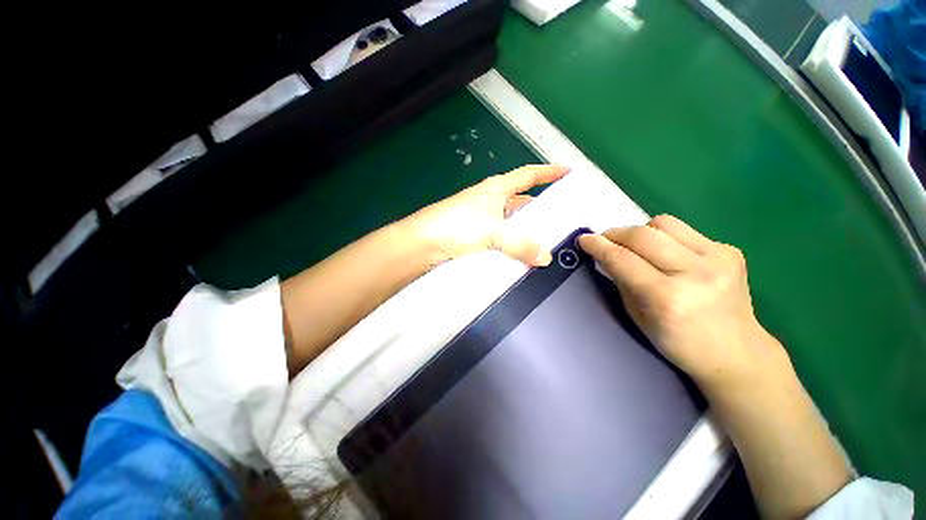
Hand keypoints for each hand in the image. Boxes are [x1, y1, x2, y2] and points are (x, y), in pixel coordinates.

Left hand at [406, 165, 568, 266]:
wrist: (422, 243)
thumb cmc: (457, 225)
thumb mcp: (494, 231)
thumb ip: (521, 244)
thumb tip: (545, 257)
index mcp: (496, 189)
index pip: (528, 174)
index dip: (548, 172)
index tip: (567, 172)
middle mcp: (489, 201)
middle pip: (520, 199)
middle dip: (539, 206)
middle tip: (558, 217)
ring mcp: (481, 219)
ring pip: (510, 221)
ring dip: (524, 229)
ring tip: (543, 240)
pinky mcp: (474, 236)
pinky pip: (500, 238)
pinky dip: (510, 244)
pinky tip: (519, 254)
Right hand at [578, 215, 787, 387]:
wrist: (737, 352)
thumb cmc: (678, 343)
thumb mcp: (637, 316)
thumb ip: (621, 281)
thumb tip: (606, 255)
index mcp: (667, 298)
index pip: (622, 260)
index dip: (598, 246)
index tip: (584, 239)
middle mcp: (695, 273)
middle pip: (643, 235)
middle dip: (615, 233)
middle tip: (605, 240)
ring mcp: (718, 259)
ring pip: (664, 224)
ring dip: (641, 232)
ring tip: (636, 246)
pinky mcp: (730, 251)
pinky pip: (684, 231)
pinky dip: (665, 238)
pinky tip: (667, 255)